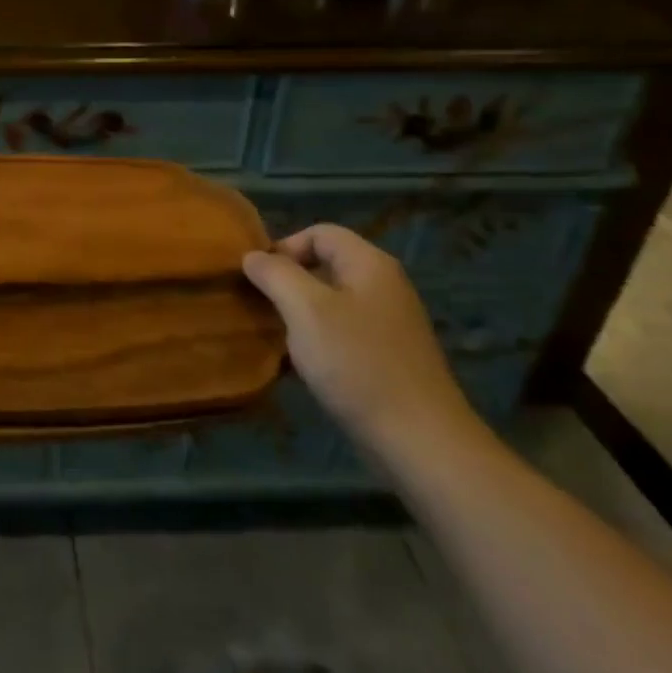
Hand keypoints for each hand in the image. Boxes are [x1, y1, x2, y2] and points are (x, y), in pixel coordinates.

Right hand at [243, 224, 481, 461]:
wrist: (418, 440)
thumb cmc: (357, 363)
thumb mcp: (305, 309)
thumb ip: (275, 274)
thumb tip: (252, 257)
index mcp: (370, 264)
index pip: (320, 232)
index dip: (285, 247)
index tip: (259, 279)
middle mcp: (384, 286)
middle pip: (326, 264)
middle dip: (289, 281)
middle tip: (262, 307)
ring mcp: (389, 323)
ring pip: (332, 301)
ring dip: (300, 313)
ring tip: (277, 336)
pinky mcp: (388, 356)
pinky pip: (343, 332)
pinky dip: (319, 340)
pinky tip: (303, 364)